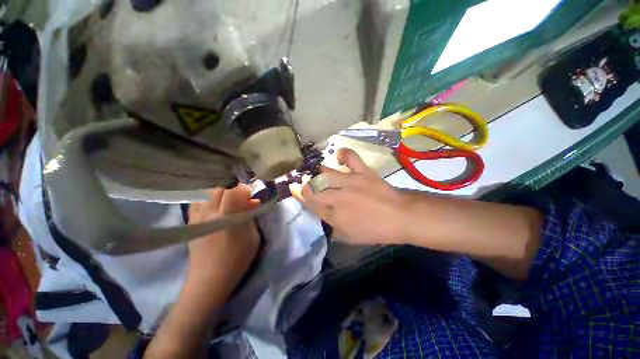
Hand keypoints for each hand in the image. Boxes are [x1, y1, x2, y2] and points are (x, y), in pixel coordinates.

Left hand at [187, 185, 259, 287]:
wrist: (210, 278)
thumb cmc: (237, 258)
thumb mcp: (253, 237)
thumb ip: (251, 216)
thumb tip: (252, 201)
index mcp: (227, 217)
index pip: (234, 191)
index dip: (244, 189)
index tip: (250, 195)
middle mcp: (209, 213)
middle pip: (219, 189)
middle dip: (232, 190)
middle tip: (240, 199)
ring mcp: (197, 217)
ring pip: (206, 193)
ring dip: (219, 194)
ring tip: (227, 202)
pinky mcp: (190, 222)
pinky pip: (197, 202)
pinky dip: (207, 199)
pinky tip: (213, 206)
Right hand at [290, 148, 412, 244]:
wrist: (400, 217)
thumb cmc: (375, 230)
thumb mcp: (350, 238)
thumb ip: (333, 227)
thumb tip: (322, 215)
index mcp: (335, 217)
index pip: (312, 204)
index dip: (304, 198)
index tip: (302, 194)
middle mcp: (338, 199)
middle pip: (314, 189)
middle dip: (307, 187)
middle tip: (310, 186)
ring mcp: (351, 183)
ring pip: (326, 175)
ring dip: (319, 174)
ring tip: (319, 173)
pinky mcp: (363, 172)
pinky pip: (350, 158)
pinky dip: (343, 155)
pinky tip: (339, 157)